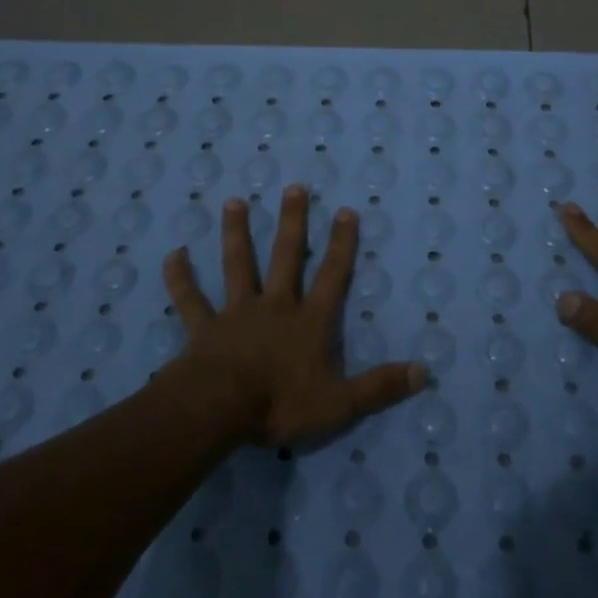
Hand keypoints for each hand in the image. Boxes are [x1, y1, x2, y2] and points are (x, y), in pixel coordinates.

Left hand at [163, 186, 427, 444]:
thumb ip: (380, 387)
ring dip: (236, 234)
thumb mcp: (340, 404)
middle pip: (286, 257)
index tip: (345, 210)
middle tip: (293, 188)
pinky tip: (173, 254)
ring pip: (238, 266)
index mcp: (309, 322)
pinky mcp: (204, 328)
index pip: (332, 276)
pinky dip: (181, 278)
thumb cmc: (281, 404)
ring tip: (235, 202)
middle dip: (292, 222)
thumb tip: (424, 371)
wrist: (219, 409)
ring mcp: (237, 313)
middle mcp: (275, 306)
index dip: (341, 244)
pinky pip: (191, 299)